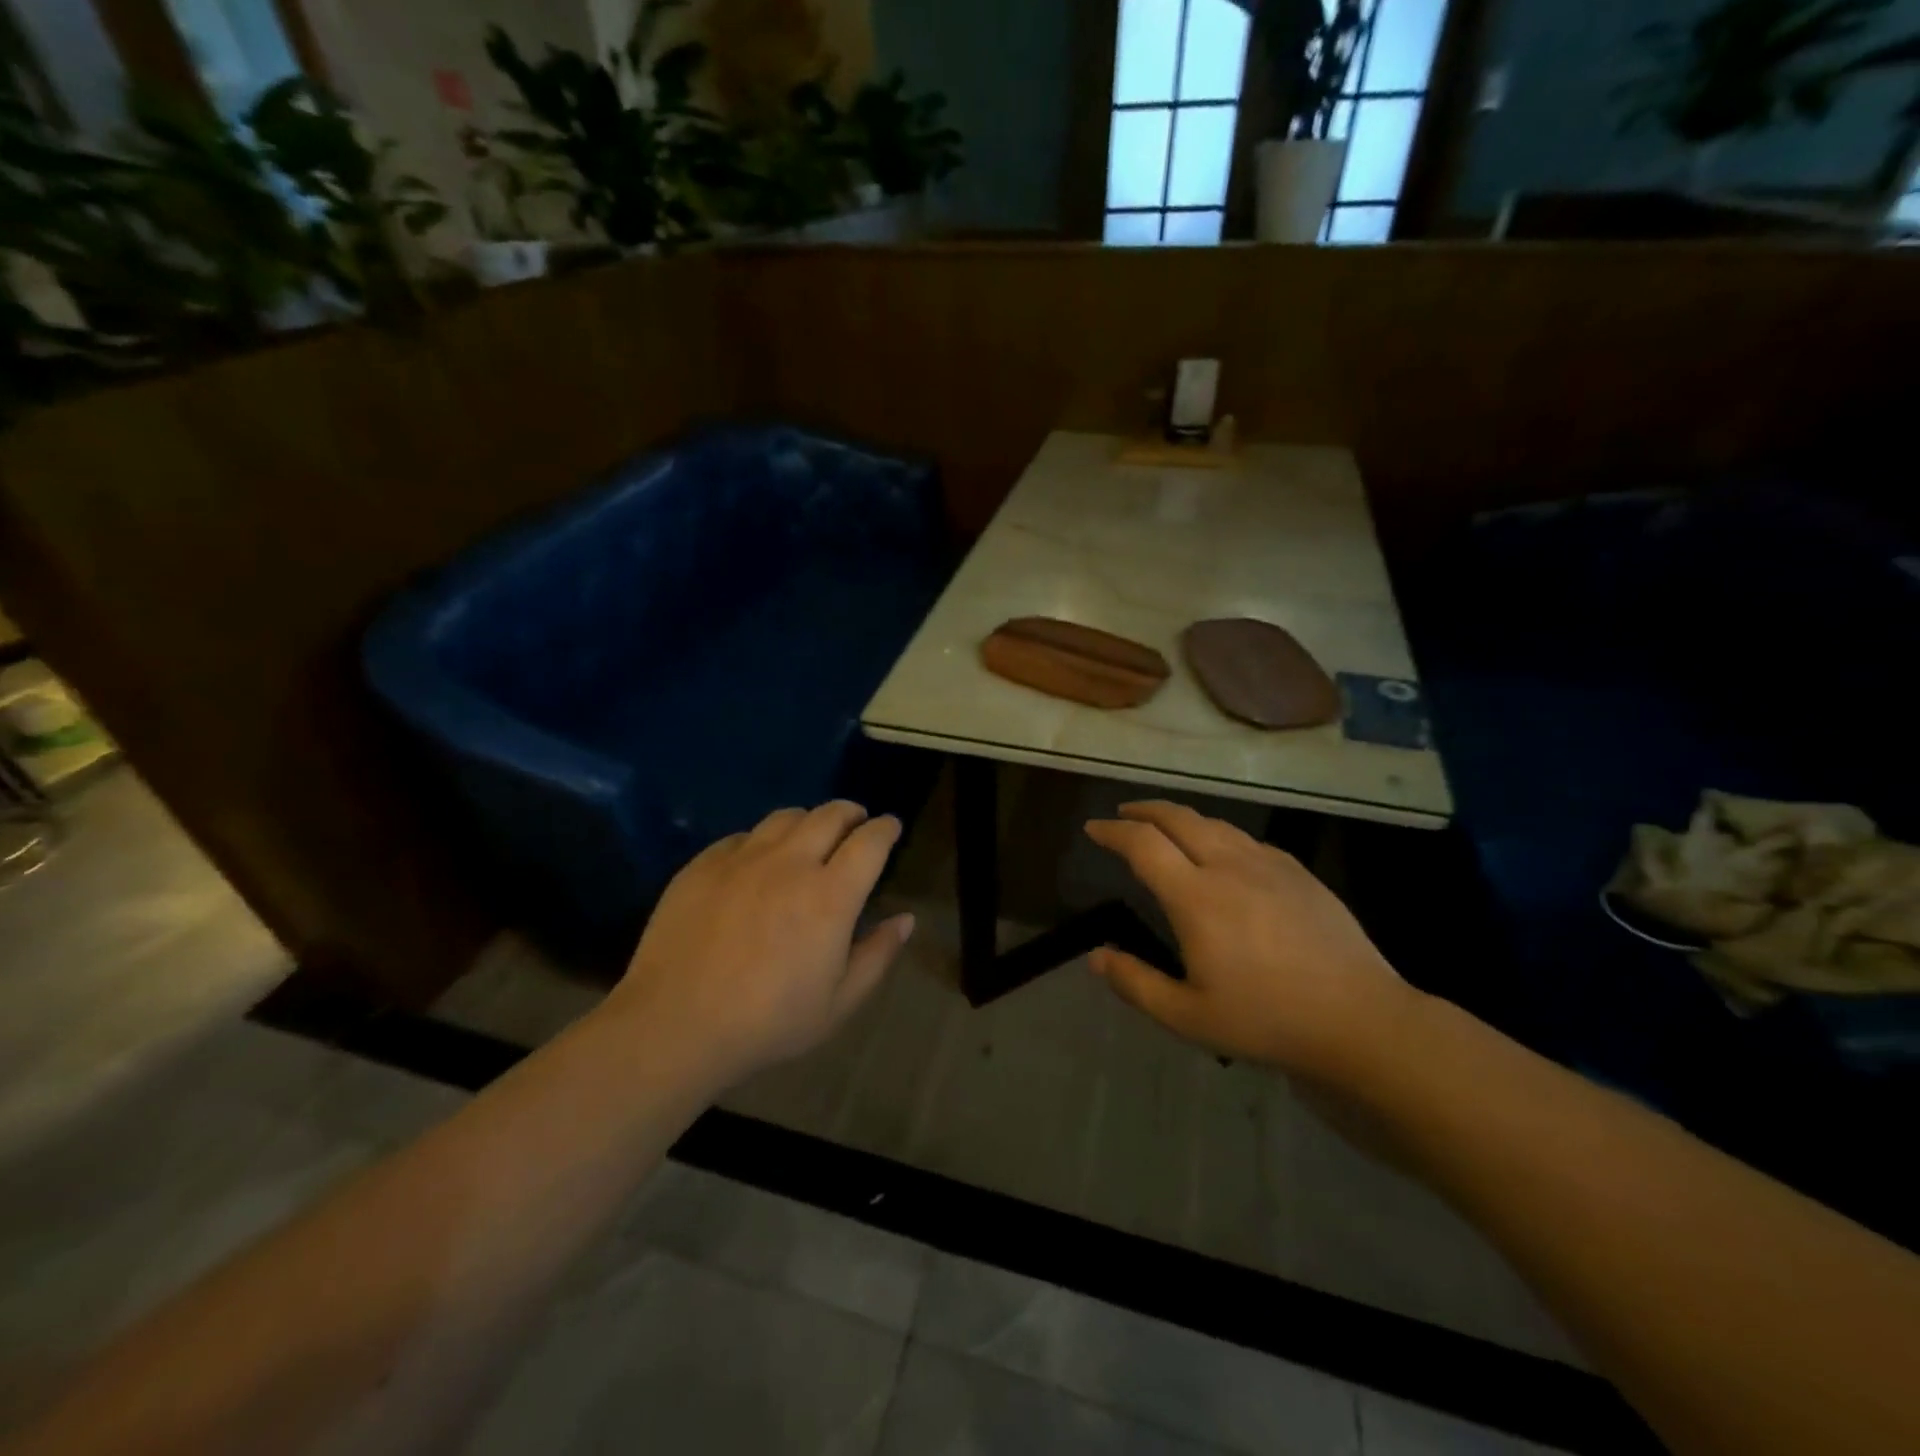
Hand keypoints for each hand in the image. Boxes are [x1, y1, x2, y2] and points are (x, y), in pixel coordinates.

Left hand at [603, 801, 914, 1085]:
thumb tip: (906, 919)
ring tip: (810, 834)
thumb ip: (878, 955)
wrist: (675, 1026)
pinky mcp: (703, 865)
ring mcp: (742, 859)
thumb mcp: (839, 1003)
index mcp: (830, 895)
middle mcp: (790, 863)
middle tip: (857, 822)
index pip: (870, 842)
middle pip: (830, 815)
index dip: (886, 828)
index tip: (891, 827)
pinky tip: (758, 860)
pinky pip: (742, 836)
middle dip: (852, 813)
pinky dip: (762, 840)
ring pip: (785, 817)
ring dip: (808, 820)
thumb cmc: (768, 1023)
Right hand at [1084, 802, 1411, 1077]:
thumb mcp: (1188, 1017)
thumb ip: (1136, 983)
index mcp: (1196, 897)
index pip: (1143, 843)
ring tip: (1166, 827)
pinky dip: (1219, 835)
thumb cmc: (1267, 1021)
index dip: (1113, 830)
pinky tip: (1222, 853)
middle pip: (1178, 818)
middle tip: (1123, 813)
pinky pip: (1247, 840)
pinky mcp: (1299, 873)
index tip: (1094, 828)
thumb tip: (1096, 957)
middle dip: (1144, 809)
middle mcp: (1229, 867)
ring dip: (1181, 818)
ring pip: (1215, 824)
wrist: (1360, 1020)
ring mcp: (1269, 865)